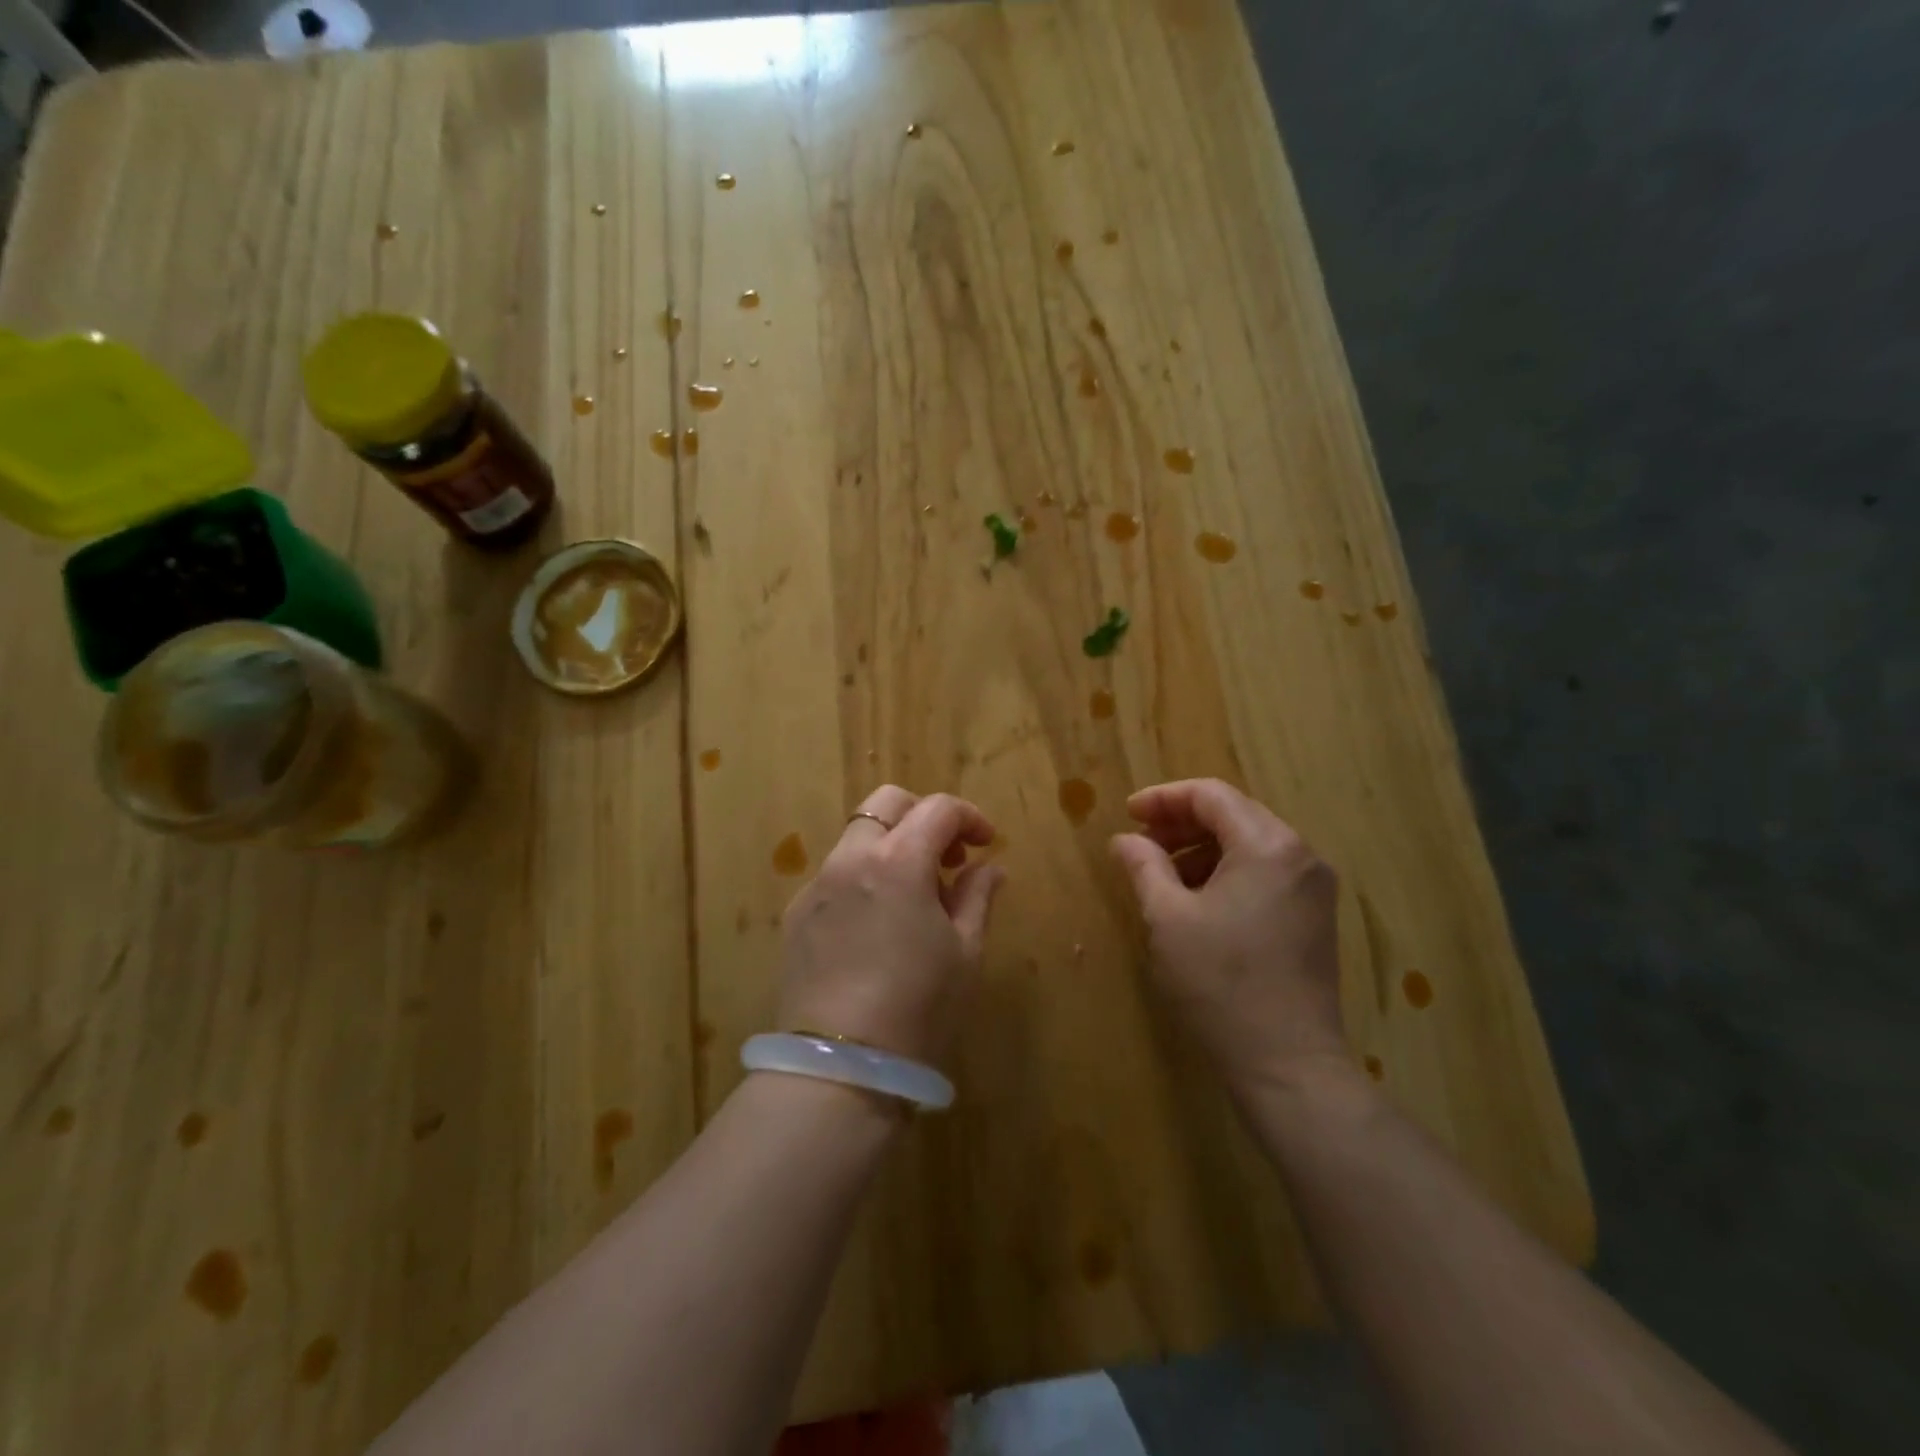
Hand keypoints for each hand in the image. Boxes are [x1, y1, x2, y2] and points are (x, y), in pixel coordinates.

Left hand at [777, 786, 1004, 1064]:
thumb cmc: (918, 1006)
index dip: (969, 817)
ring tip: (913, 896)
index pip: (938, 809)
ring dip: (891, 846)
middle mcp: (850, 859)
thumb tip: (988, 868)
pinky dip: (862, 877)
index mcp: (898, 861)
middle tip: (946, 858)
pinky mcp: (796, 914)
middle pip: (886, 804)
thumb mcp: (964, 952)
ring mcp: (817, 885)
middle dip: (923, 816)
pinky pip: (835, 874)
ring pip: (857, 837)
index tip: (985, 843)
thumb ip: (977, 897)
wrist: (840, 1066)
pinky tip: (875, 925)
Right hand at [1110, 779, 1345, 1091]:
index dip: (1163, 798)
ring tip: (1163, 875)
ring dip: (1202, 848)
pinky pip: (1265, 872)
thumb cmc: (1220, 983)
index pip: (1211, 795)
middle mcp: (1300, 855)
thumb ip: (1143, 866)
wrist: (1288, 1064)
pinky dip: (1227, 872)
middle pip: (1234, 814)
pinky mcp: (1315, 916)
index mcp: (1268, 846)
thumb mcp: (1168, 919)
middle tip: (1141, 844)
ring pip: (1250, 844)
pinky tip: (1198, 900)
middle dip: (1182, 823)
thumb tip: (1125, 840)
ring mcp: (1313, 887)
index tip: (1128, 815)